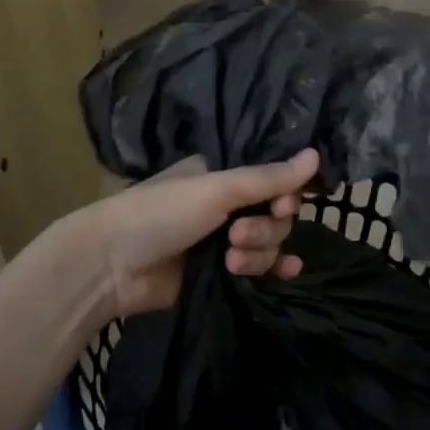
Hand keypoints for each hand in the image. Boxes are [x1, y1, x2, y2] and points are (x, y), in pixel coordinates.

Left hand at [78, 149, 319, 316]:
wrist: (111, 267)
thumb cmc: (160, 213)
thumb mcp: (215, 190)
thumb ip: (267, 178)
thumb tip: (317, 156)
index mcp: (221, 175)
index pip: (272, 180)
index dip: (284, 195)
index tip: (282, 206)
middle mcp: (226, 204)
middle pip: (274, 214)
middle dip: (264, 228)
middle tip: (237, 236)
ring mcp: (222, 240)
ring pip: (268, 243)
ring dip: (258, 252)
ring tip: (230, 261)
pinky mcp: (219, 274)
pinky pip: (259, 269)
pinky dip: (273, 269)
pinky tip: (288, 273)